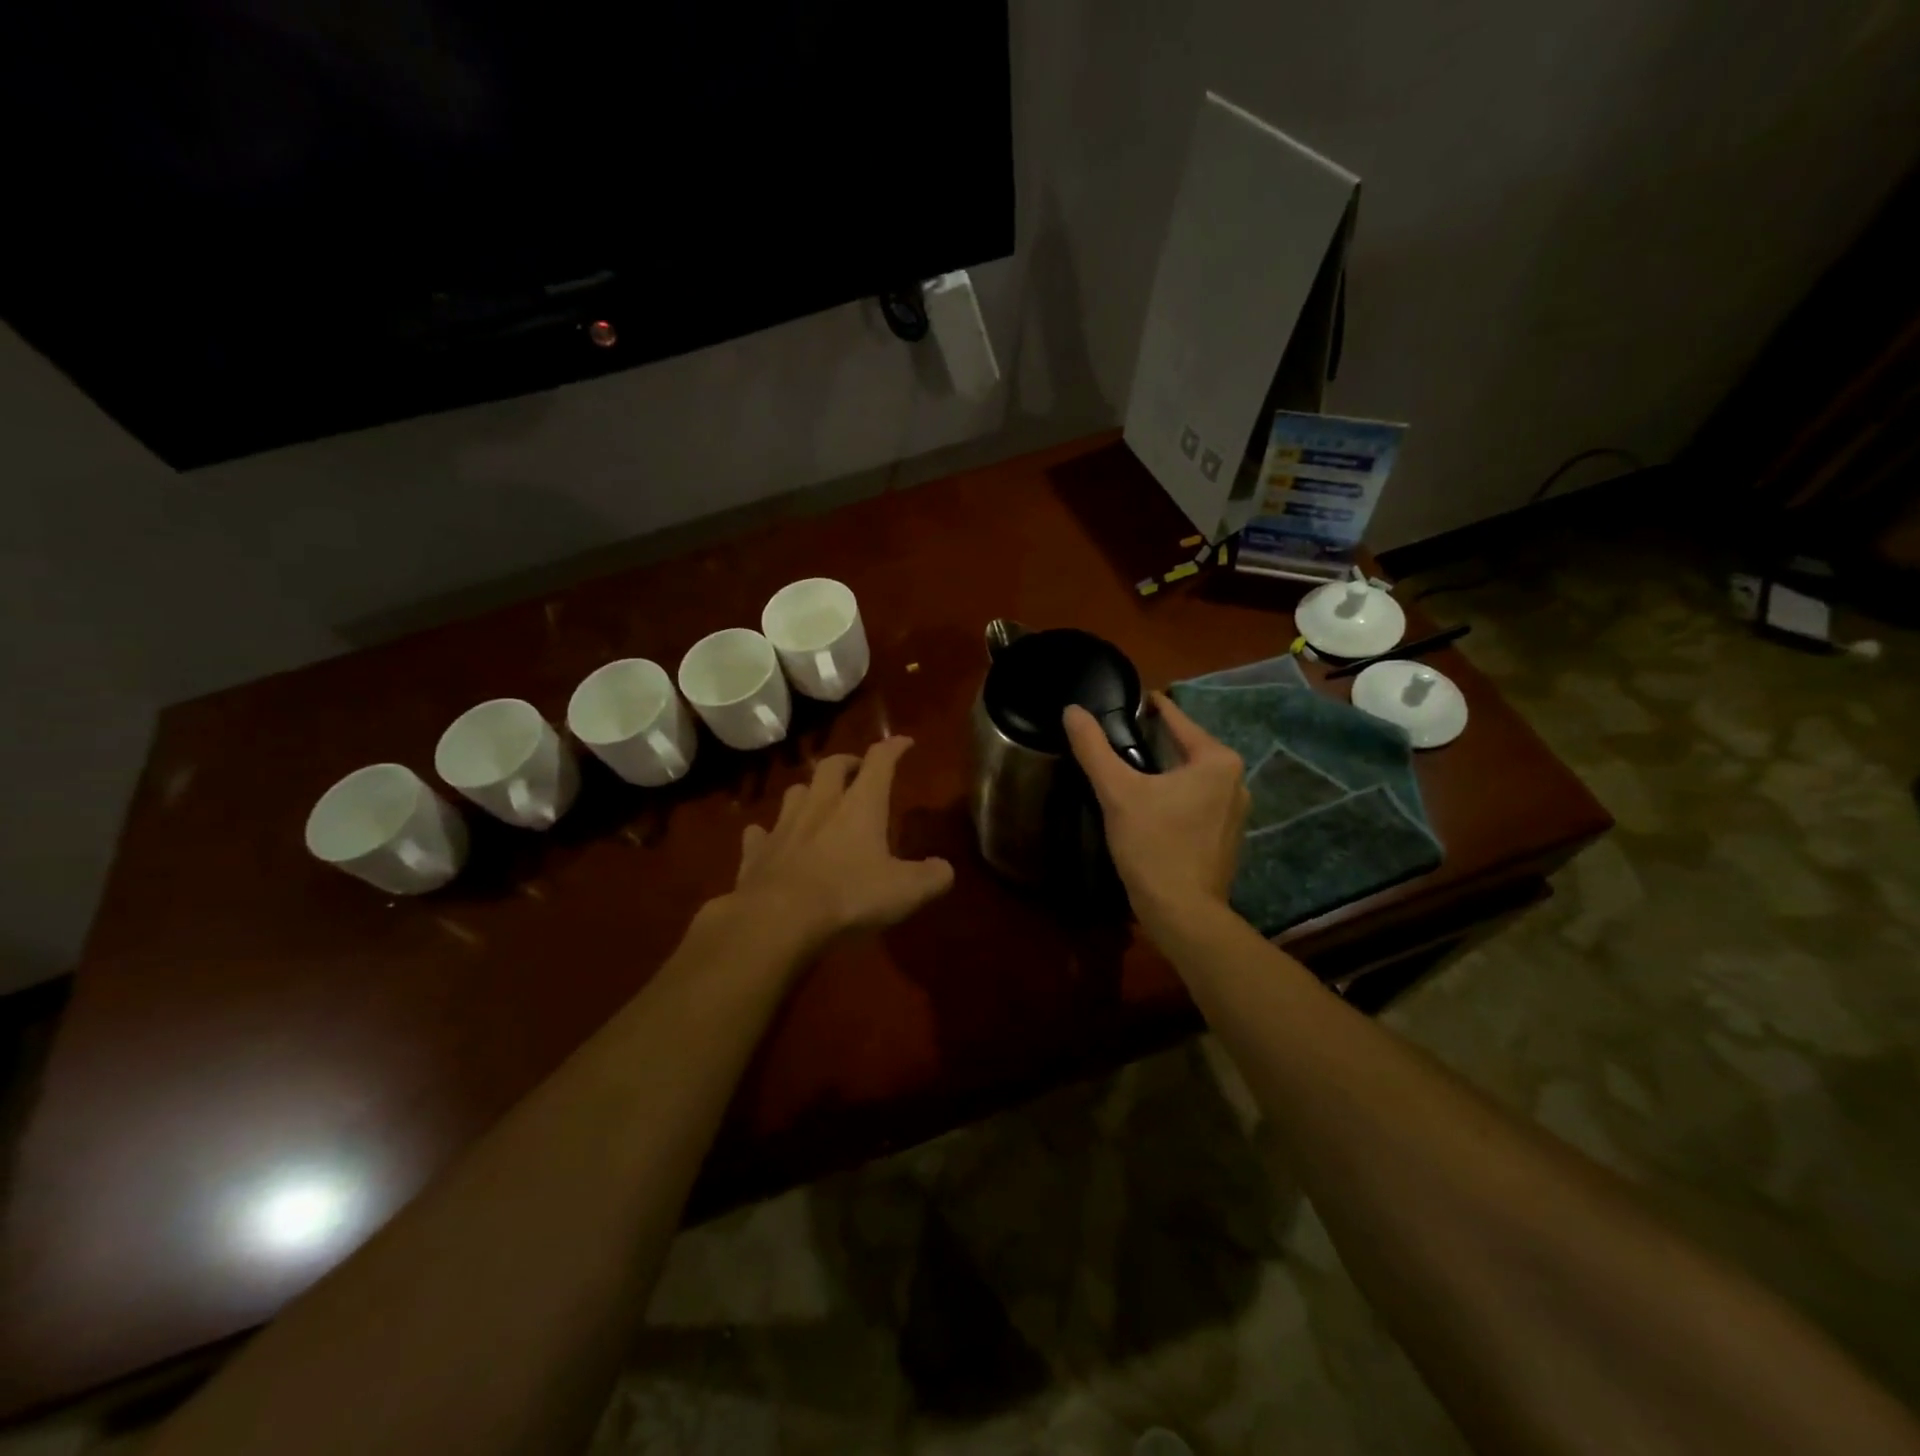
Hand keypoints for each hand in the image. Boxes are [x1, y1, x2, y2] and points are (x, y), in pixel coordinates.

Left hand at [728, 736, 953, 949]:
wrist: (777, 920)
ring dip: (809, 791)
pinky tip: (771, 839)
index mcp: (860, 806)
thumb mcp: (906, 891)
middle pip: (832, 766)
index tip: (904, 743)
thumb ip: (932, 877)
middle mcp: (821, 805)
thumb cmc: (848, 897)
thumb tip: (943, 869)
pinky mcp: (756, 852)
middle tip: (857, 771)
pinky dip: (768, 832)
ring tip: (818, 802)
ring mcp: (784, 826)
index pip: (880, 761)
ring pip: (795, 792)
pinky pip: (760, 832)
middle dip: (847, 762)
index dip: (894, 748)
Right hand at [1063, 692, 1247, 935]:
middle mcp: (1236, 780)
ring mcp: (1235, 812)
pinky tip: (1149, 807)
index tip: (1126, 702)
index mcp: (1217, 761)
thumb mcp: (1117, 792)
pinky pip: (1196, 801)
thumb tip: (1071, 710)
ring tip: (1128, 771)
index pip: (1177, 720)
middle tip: (1117, 740)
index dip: (1150, 709)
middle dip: (1154, 743)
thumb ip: (1093, 748)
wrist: (1182, 913)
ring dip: (1163, 772)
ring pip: (1191, 777)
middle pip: (1185, 749)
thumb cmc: (1154, 845)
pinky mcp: (1226, 837)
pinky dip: (1174, 797)